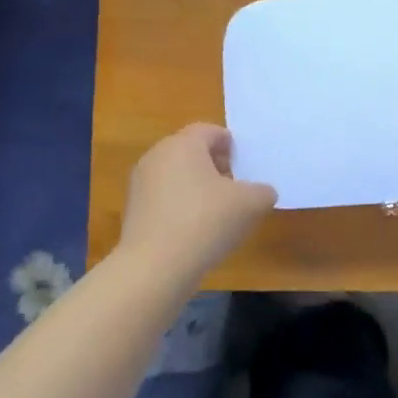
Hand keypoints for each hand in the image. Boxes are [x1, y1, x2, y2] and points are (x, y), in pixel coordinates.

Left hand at [118, 123, 276, 279]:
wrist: (155, 267)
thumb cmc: (205, 222)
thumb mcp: (250, 204)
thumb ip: (263, 191)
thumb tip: (262, 192)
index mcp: (183, 144)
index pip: (210, 131)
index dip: (231, 146)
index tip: (244, 167)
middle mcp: (156, 156)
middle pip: (191, 152)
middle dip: (215, 167)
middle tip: (235, 190)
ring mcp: (140, 184)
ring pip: (176, 176)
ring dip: (198, 188)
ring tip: (218, 214)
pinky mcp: (133, 211)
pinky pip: (164, 198)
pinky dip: (181, 207)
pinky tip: (195, 232)